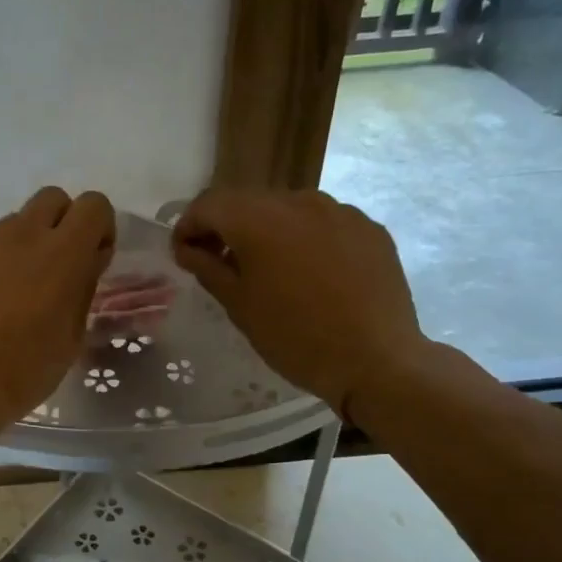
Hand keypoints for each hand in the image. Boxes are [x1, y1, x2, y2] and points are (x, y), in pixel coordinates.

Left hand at [0, 187, 116, 430]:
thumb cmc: (22, 372)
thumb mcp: (70, 338)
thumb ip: (82, 289)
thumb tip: (85, 262)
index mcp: (64, 253)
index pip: (94, 205)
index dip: (98, 227)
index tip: (91, 258)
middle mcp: (23, 233)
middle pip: (52, 199)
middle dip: (60, 224)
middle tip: (52, 267)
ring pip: (9, 221)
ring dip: (16, 244)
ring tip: (2, 289)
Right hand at [172, 190, 424, 423]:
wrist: (378, 360)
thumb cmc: (295, 337)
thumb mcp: (239, 306)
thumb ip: (208, 268)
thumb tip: (187, 248)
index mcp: (259, 219)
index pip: (208, 204)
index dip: (188, 225)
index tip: (184, 254)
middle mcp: (299, 201)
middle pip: (248, 202)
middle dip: (226, 227)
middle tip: (219, 262)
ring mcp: (340, 211)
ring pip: (287, 209)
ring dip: (267, 230)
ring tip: (268, 269)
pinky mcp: (369, 227)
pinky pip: (323, 223)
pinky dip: (305, 238)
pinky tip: (310, 273)